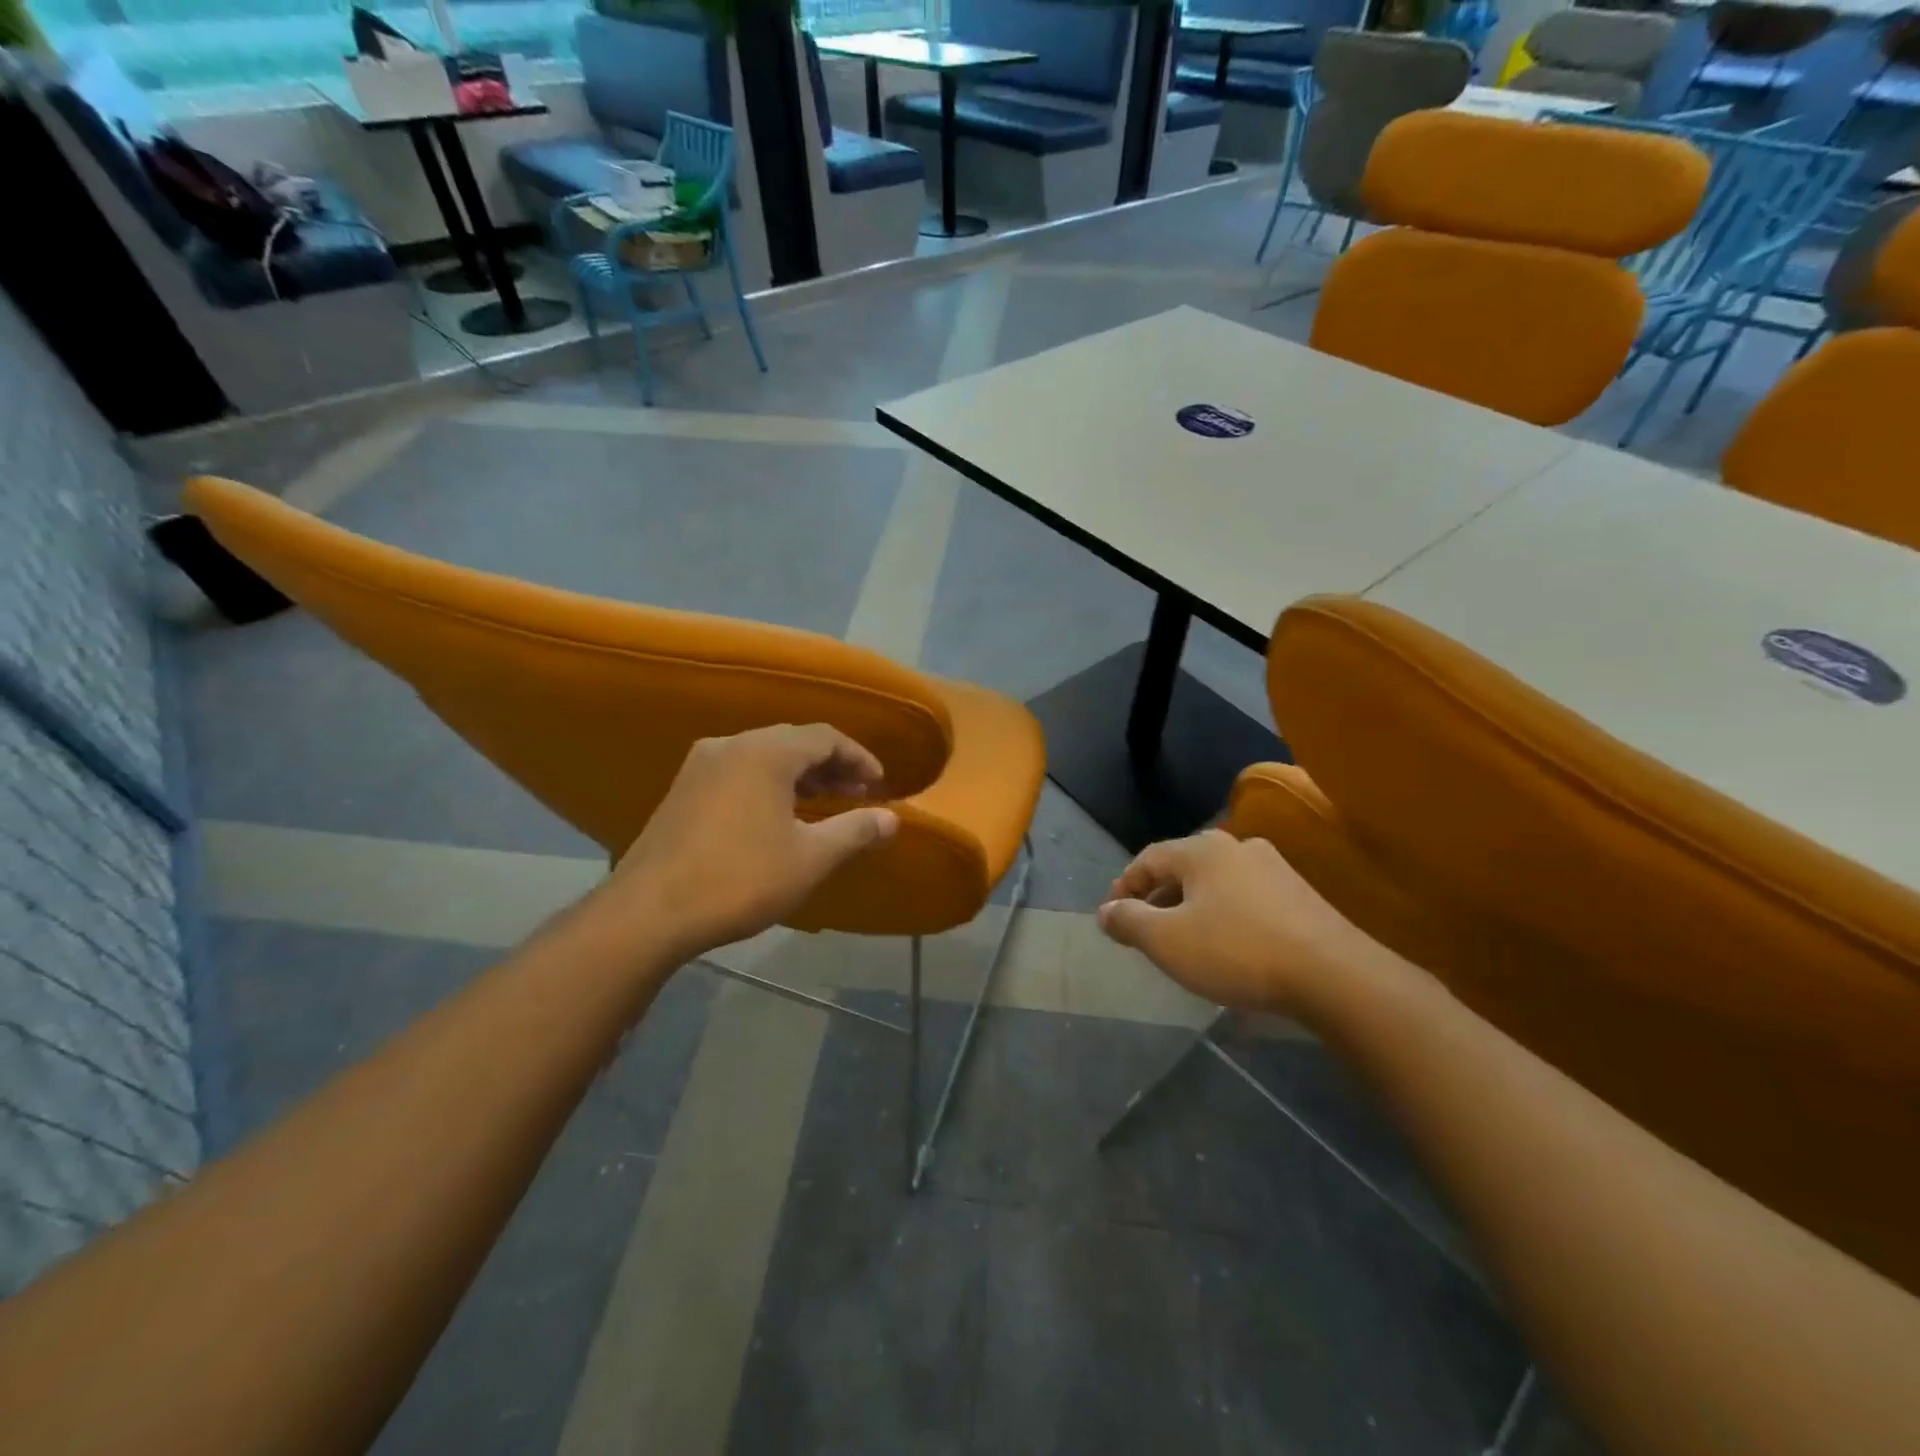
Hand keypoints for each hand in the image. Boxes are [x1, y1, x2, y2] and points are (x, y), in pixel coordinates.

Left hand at [591, 724, 898, 964]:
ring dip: (799, 775)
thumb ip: (855, 831)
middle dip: (830, 766)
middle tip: (856, 794)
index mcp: (766, 752)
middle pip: (793, 741)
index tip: (879, 785)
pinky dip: (768, 784)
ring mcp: (700, 765)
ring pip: (763, 756)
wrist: (649, 912)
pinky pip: (738, 772)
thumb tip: (893, 819)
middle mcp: (731, 745)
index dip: (859, 758)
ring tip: (823, 803)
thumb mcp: (810, 858)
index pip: (825, 737)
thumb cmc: (740, 879)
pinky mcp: (682, 790)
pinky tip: (777, 815)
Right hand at [1097, 830, 1376, 1015]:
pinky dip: (1223, 916)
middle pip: (1182, 868)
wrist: (1334, 975)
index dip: (1123, 886)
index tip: (1111, 916)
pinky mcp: (1300, 896)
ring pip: (1216, 884)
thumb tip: (1105, 911)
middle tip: (1143, 930)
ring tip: (1182, 941)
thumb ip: (1129, 921)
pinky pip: (1245, 900)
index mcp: (1202, 850)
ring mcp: (1274, 869)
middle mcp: (1237, 847)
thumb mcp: (1167, 941)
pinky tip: (1226, 947)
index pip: (1147, 859)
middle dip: (1157, 898)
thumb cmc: (1237, 951)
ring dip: (1191, 908)